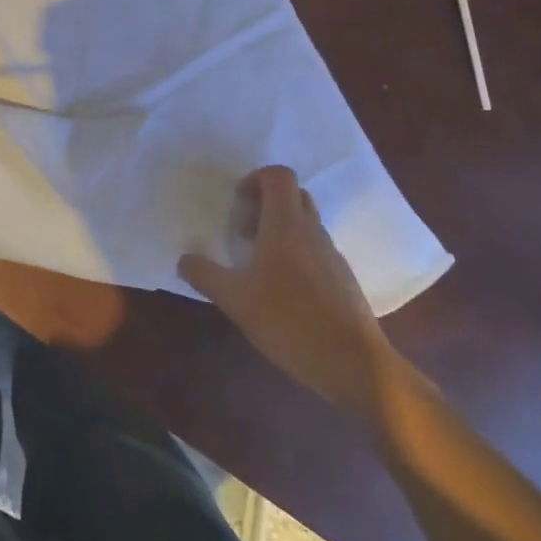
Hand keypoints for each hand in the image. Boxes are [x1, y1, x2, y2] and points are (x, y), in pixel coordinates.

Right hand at [178, 166, 392, 408]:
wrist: (355, 365)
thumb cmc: (291, 322)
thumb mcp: (236, 300)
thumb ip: (206, 275)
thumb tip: (184, 259)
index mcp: (286, 224)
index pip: (278, 175)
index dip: (255, 179)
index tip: (238, 205)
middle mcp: (312, 230)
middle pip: (293, 194)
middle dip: (266, 203)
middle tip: (244, 231)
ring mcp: (332, 254)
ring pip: (306, 223)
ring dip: (281, 230)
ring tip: (258, 264)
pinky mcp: (344, 279)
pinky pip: (317, 250)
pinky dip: (297, 255)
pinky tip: (283, 292)